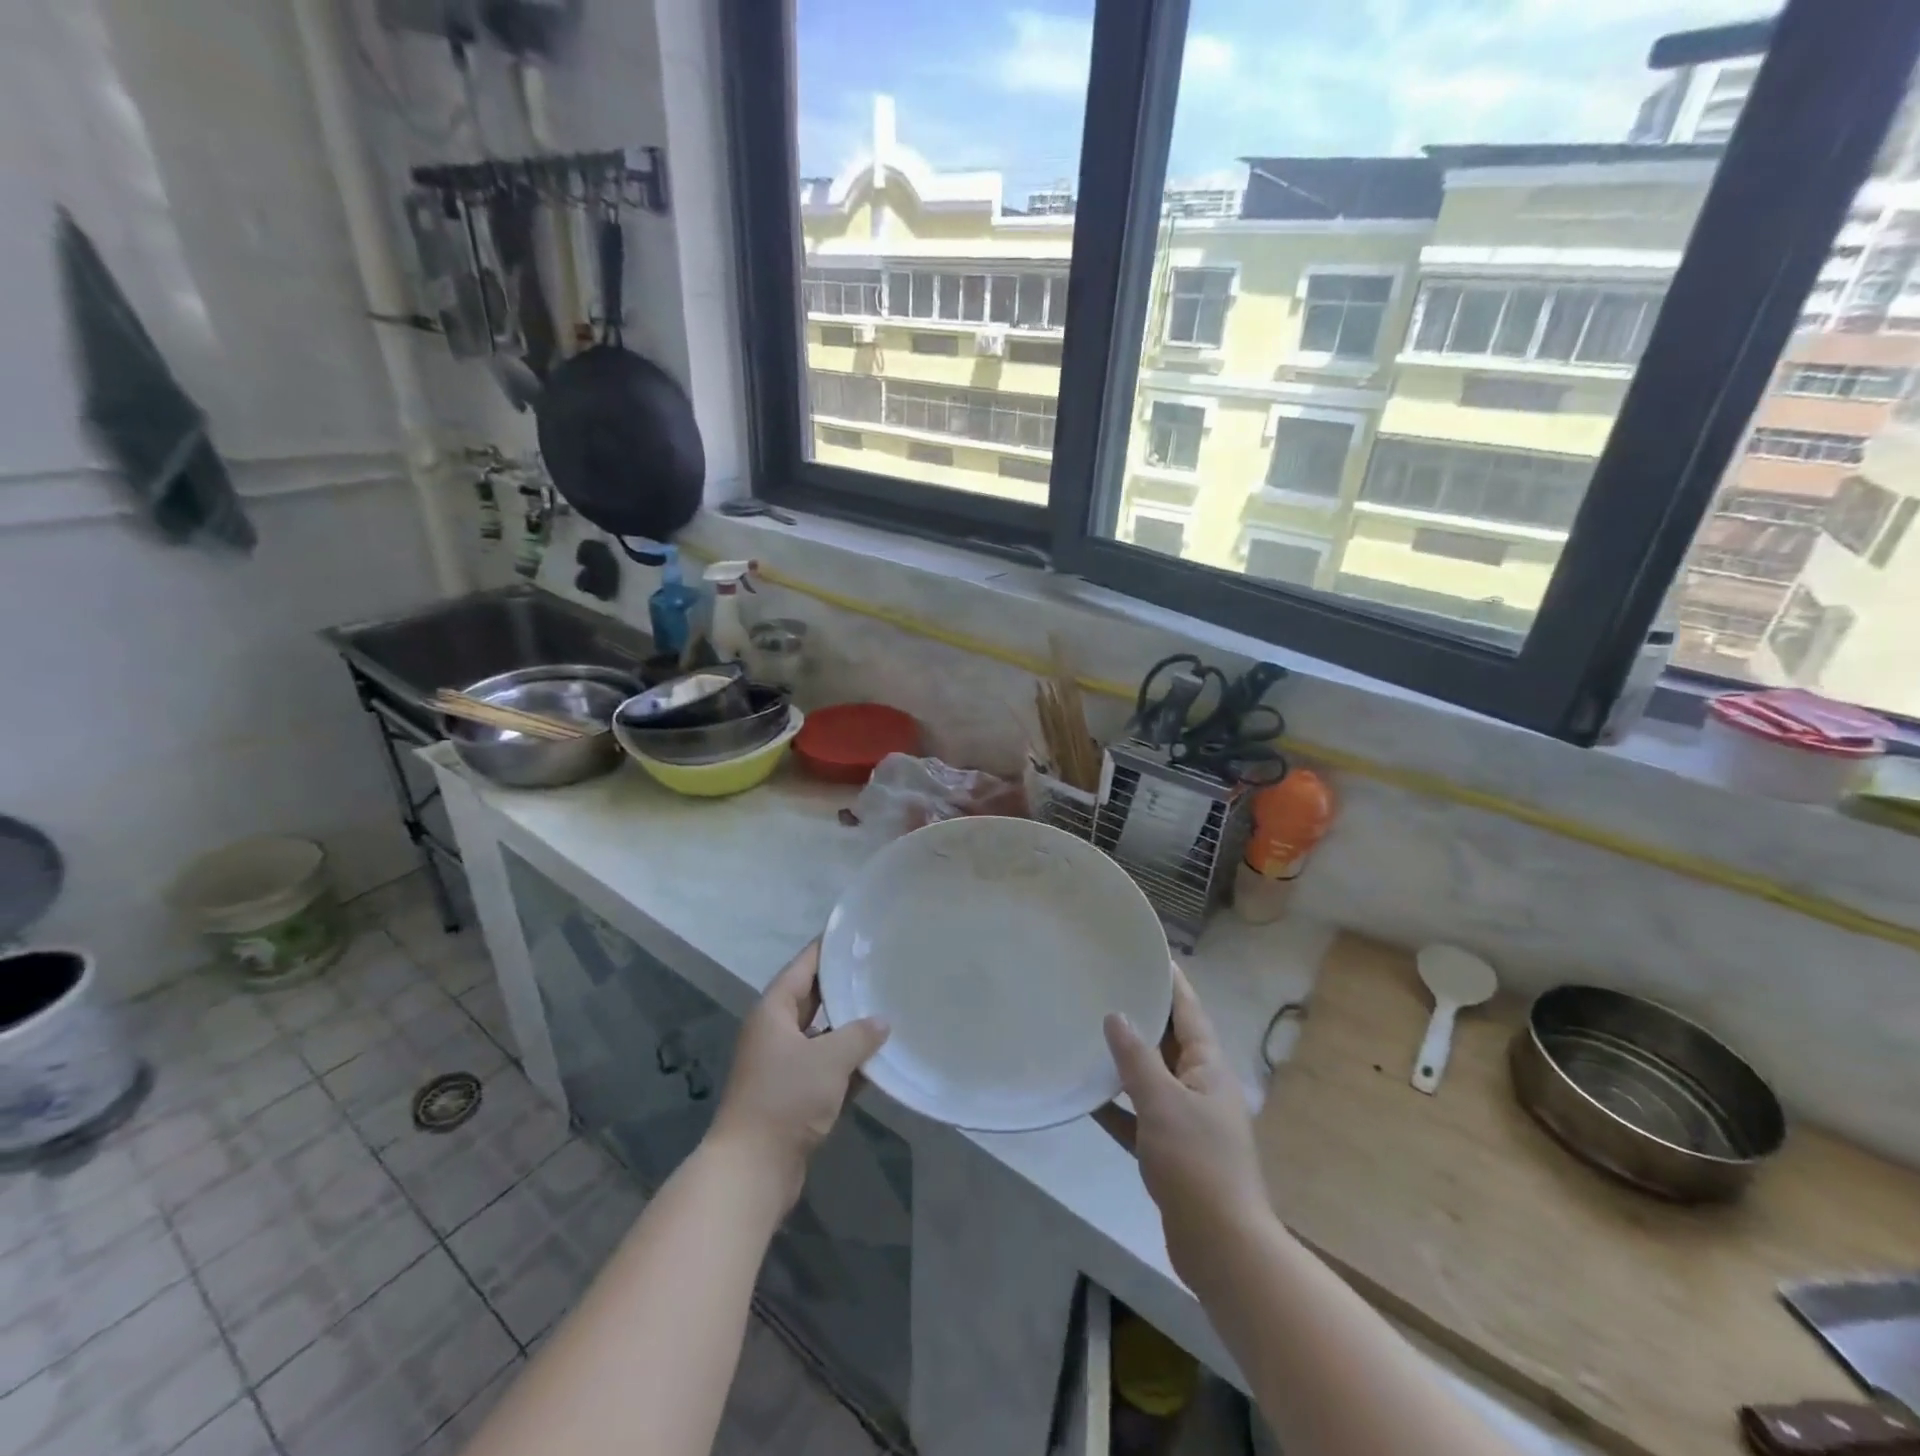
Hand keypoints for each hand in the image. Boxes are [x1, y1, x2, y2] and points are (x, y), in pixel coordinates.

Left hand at [709, 941, 888, 1208]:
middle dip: (844, 987)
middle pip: (813, 998)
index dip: (827, 948)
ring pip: (822, 1035)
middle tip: (879, 969)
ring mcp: (783, 1064)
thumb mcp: (829, 1059)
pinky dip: (848, 1063)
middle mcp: (775, 1031)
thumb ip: (859, 1035)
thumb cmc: (785, 1099)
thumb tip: (882, 1022)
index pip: (803, 966)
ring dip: (850, 1028)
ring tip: (888, 1009)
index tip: (855, 934)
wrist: (753, 1169)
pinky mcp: (793, 1094)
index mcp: (774, 1011)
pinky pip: (826, 1067)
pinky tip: (879, 1059)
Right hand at [1098, 965, 1271, 1292]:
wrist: (1222, 1248)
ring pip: (1153, 1078)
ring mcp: (1188, 1122)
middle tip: (1109, 985)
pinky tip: (1087, 1096)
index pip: (1190, 1012)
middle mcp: (1202, 1088)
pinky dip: (1118, 1106)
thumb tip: (1116, 1015)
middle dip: (1144, 1015)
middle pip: (1171, 1042)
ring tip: (1092, 1031)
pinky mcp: (1172, 1153)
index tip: (1150, 954)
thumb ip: (1137, 1058)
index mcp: (1210, 1069)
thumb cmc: (1197, 1164)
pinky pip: (1140, 1117)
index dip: (1172, 982)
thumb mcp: (1163, 1102)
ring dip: (1127, 1060)